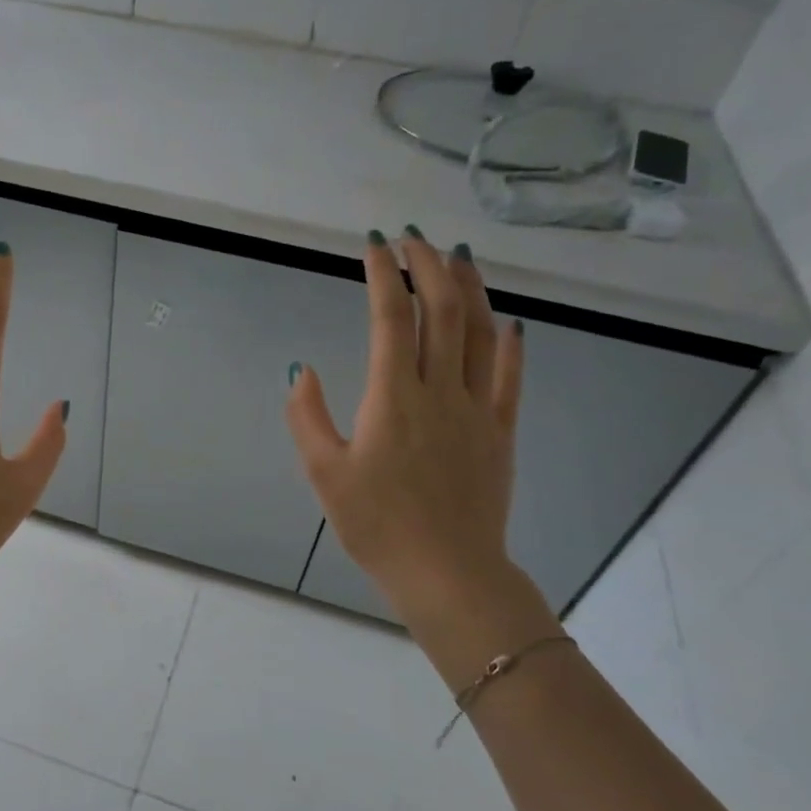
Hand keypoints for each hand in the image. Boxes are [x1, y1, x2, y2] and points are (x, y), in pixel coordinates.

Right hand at [286, 230, 553, 664]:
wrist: (447, 572)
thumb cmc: (376, 525)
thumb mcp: (324, 473)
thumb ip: (308, 417)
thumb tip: (300, 369)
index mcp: (392, 398)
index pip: (391, 318)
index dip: (383, 274)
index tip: (374, 244)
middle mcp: (439, 390)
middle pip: (442, 310)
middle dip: (428, 266)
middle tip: (414, 238)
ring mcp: (477, 408)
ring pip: (481, 332)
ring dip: (471, 288)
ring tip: (458, 257)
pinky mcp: (501, 431)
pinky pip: (510, 375)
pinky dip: (510, 340)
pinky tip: (508, 318)